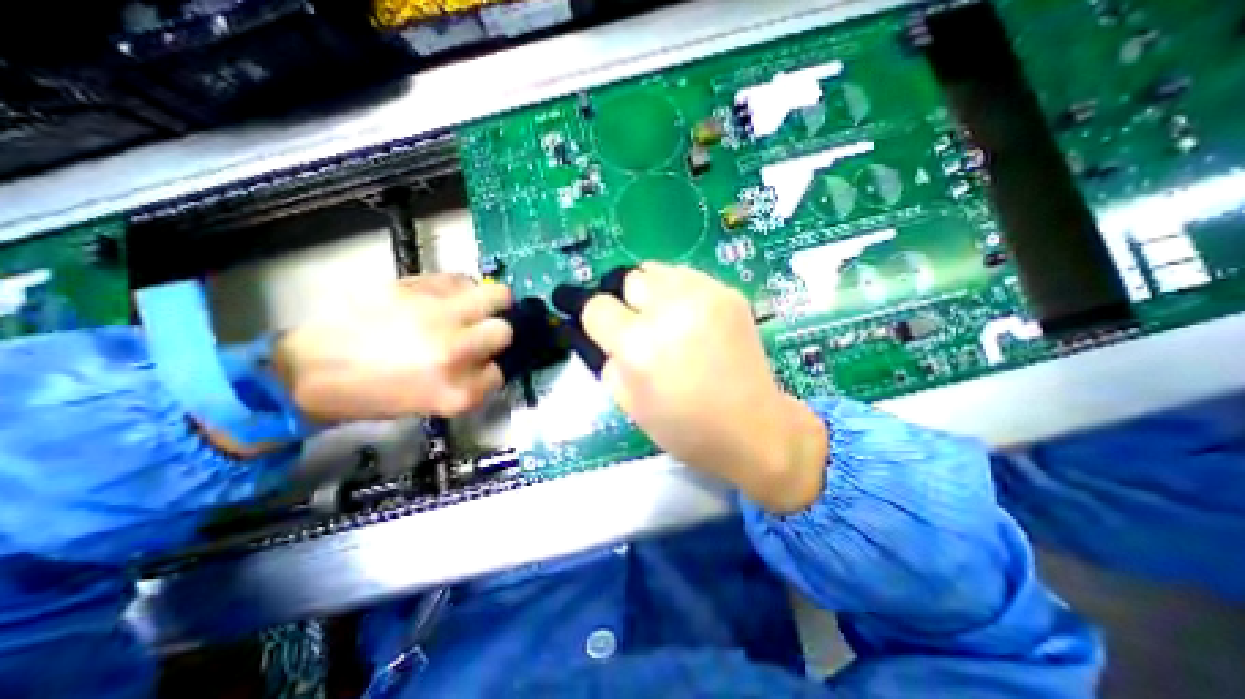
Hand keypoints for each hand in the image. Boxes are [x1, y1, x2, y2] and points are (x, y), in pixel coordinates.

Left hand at [275, 275, 515, 421]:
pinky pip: (460, 279)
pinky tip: (445, 298)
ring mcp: (438, 315)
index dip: (489, 368)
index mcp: (456, 391)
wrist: (309, 371)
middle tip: (480, 332)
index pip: (499, 373)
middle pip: (504, 331)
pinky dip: (461, 288)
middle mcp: (455, 351)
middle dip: (495, 333)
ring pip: (496, 296)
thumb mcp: (430, 404)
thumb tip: (488, 360)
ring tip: (472, 308)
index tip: (477, 365)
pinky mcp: (416, 287)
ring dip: (491, 303)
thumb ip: (467, 383)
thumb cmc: (370, 395)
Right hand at [582, 261, 824, 511]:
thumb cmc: (685, 427)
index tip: (607, 333)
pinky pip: (687, 277)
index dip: (597, 321)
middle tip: (642, 328)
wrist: (752, 427)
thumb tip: (606, 335)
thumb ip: (609, 361)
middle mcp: (668, 310)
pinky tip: (693, 319)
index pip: (596, 307)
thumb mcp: (628, 404)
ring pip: (657, 270)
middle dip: (627, 303)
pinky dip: (680, 293)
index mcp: (638, 345)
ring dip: (653, 293)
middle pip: (628, 279)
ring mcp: (704, 295)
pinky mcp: (728, 293)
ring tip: (668, 320)